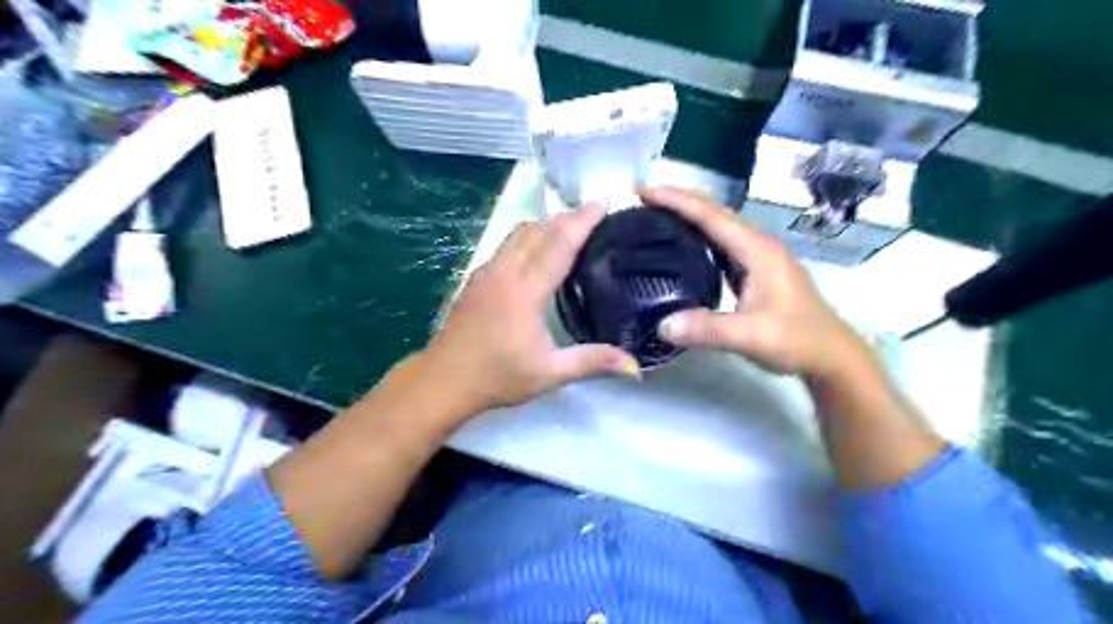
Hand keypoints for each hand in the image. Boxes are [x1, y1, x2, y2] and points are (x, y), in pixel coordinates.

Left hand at [419, 202, 643, 412]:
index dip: (583, 221)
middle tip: (594, 212)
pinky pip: (507, 244)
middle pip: (539, 230)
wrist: (443, 380)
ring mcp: (487, 272)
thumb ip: (592, 362)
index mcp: (525, 290)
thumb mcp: (549, 373)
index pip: (559, 244)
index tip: (604, 202)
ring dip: (546, 224)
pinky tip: (535, 250)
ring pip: (519, 233)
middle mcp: (505, 272)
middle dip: (568, 216)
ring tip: (569, 226)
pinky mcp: (476, 278)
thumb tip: (635, 366)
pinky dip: (528, 236)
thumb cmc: (497, 376)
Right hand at [643, 185, 867, 380]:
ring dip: (686, 215)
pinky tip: (681, 246)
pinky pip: (720, 244)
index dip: (674, 199)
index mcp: (756, 249)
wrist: (831, 356)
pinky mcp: (755, 271)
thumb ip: (709, 330)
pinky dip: (697, 236)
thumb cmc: (797, 340)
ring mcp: (757, 257)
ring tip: (653, 216)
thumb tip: (662, 325)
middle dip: (677, 199)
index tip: (641, 190)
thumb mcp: (752, 337)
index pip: (709, 215)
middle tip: (639, 198)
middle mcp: (756, 245)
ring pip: (717, 226)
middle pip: (713, 211)